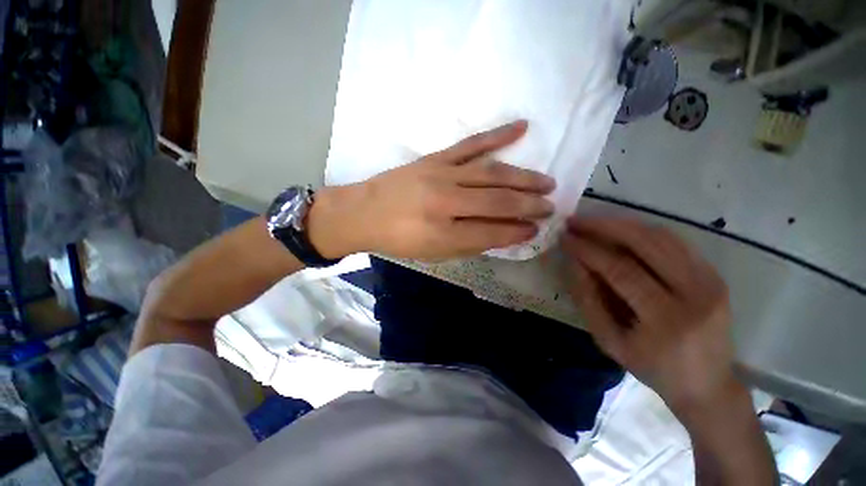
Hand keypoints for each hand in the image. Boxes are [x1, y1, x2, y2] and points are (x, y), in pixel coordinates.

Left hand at [310, 120, 555, 259]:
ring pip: (492, 172)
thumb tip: (503, 234)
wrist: (363, 213)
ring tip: (546, 182)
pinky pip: (471, 144)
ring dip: (523, 177)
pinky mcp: (435, 158)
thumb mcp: (433, 254)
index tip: (536, 229)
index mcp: (442, 234)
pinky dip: (497, 135)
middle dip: (528, 205)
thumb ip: (469, 245)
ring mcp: (441, 174)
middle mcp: (445, 202)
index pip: (492, 233)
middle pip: (497, 201)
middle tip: (551, 206)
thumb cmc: (398, 240)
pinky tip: (521, 127)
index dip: (517, 232)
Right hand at [561, 217, 738, 416]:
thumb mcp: (610, 342)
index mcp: (667, 320)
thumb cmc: (653, 368)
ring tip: (594, 223)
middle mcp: (695, 294)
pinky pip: (676, 242)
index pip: (621, 270)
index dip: (589, 250)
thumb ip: (588, 300)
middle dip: (605, 227)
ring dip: (623, 225)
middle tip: (577, 221)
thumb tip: (574, 263)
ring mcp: (711, 281)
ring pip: (663, 236)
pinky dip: (644, 231)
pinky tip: (622, 231)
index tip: (565, 238)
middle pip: (647, 244)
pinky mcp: (715, 275)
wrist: (708, 384)